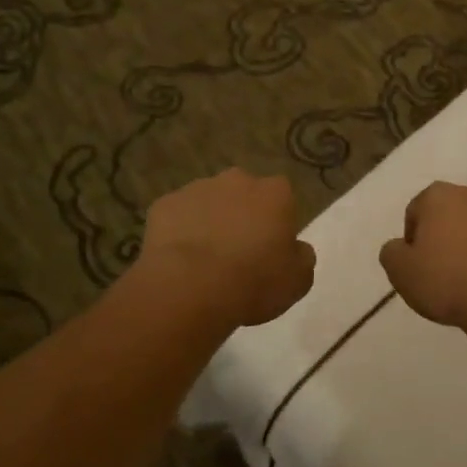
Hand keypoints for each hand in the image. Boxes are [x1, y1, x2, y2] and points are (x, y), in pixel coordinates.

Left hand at [138, 169, 314, 327]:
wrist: (190, 287)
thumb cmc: (254, 281)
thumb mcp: (297, 280)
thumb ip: (302, 258)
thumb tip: (298, 249)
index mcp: (275, 192)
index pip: (282, 199)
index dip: (277, 224)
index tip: (271, 250)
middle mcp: (238, 180)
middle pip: (244, 194)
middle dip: (242, 216)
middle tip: (238, 253)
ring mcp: (197, 188)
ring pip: (208, 203)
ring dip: (210, 222)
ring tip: (205, 262)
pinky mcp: (164, 204)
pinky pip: (176, 216)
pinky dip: (179, 232)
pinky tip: (179, 262)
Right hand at [378, 181, 466, 334]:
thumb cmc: (449, 282)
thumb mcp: (401, 273)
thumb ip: (392, 253)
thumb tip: (400, 247)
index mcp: (440, 195)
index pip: (416, 212)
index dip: (413, 242)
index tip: (418, 268)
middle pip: (451, 214)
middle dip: (446, 236)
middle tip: (443, 272)